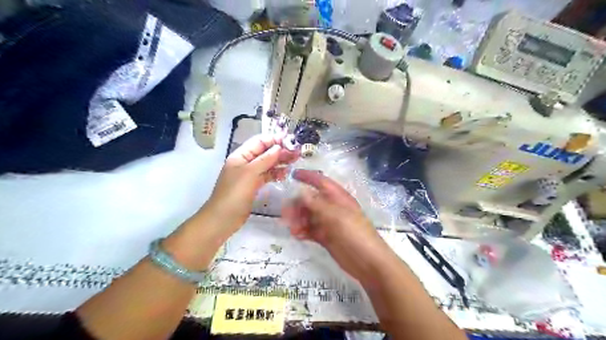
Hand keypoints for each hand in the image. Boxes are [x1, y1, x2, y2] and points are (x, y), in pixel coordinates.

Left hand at [203, 135, 296, 232]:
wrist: (223, 219)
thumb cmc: (234, 193)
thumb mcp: (250, 173)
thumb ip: (265, 159)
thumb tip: (279, 147)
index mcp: (241, 155)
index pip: (259, 141)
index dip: (274, 139)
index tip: (291, 141)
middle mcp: (245, 163)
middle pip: (265, 152)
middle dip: (280, 150)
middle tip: (297, 152)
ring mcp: (250, 175)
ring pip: (267, 164)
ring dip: (280, 161)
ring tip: (295, 160)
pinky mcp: (254, 186)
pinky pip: (267, 175)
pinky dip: (276, 173)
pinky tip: (286, 173)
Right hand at [282, 168, 390, 278]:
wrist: (368, 263)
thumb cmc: (355, 234)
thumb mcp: (336, 217)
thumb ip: (317, 204)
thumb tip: (301, 192)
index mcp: (338, 198)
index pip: (321, 182)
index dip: (308, 176)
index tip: (292, 174)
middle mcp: (333, 208)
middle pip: (311, 200)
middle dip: (298, 205)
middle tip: (286, 214)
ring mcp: (329, 223)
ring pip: (309, 216)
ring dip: (298, 220)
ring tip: (293, 229)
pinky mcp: (326, 237)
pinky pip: (310, 230)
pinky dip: (303, 231)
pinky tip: (297, 235)